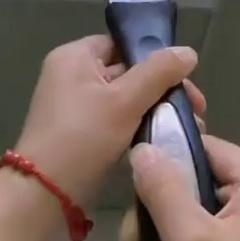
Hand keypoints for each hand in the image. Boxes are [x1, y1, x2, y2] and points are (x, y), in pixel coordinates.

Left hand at [12, 36, 205, 208]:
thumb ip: (159, 72)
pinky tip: (162, 142)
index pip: (123, 44)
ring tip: (186, 129)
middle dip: (163, 90)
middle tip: (196, 111)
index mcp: (75, 56)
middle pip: (128, 72)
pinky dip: (138, 128)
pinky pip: (115, 121)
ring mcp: (74, 106)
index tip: (187, 82)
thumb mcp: (125, 101)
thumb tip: (189, 52)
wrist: (44, 196)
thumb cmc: (83, 139)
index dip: (156, 59)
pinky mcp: (80, 133)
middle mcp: (71, 75)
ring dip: (154, 111)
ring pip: (125, 99)